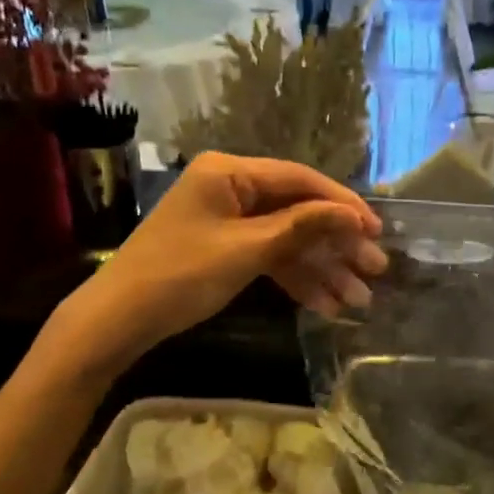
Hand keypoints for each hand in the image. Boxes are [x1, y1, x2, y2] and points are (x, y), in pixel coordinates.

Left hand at [70, 153, 385, 353]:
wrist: (117, 320)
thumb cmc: (180, 275)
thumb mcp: (246, 251)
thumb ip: (302, 227)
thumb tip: (352, 214)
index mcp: (230, 172)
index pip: (299, 180)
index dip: (342, 205)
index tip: (376, 230)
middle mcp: (232, 187)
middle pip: (298, 211)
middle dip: (337, 244)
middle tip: (375, 269)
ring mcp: (229, 219)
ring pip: (288, 239)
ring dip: (322, 268)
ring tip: (358, 300)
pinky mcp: (226, 247)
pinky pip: (270, 256)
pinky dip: (295, 278)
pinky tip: (325, 304)